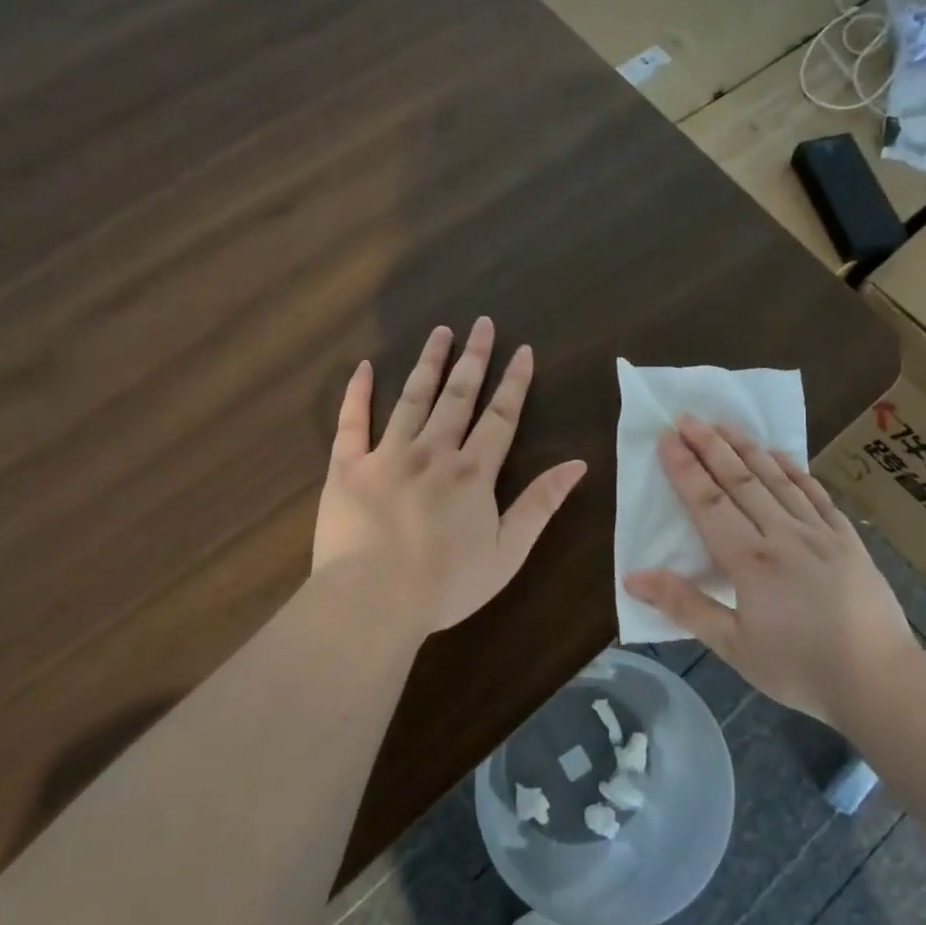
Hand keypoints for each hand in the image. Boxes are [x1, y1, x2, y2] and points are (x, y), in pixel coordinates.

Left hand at [314, 317, 587, 635]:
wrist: (373, 601)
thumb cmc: (446, 584)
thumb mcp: (509, 552)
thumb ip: (540, 504)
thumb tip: (577, 464)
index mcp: (473, 472)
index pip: (500, 416)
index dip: (514, 382)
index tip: (522, 350)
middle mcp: (433, 451)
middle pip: (458, 395)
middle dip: (473, 358)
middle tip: (481, 324)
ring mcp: (387, 454)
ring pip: (412, 398)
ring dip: (428, 363)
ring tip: (440, 332)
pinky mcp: (347, 467)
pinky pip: (351, 422)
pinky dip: (358, 392)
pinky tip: (365, 367)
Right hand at [622, 415, 911, 718]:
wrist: (880, 680)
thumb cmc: (799, 668)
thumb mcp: (733, 646)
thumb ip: (684, 605)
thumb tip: (634, 576)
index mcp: (751, 561)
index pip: (709, 503)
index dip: (686, 469)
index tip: (667, 438)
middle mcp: (783, 535)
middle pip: (740, 481)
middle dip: (711, 446)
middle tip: (688, 416)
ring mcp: (820, 533)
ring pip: (777, 479)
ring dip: (748, 448)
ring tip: (725, 423)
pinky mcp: (847, 540)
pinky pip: (816, 494)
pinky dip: (795, 470)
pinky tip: (782, 455)